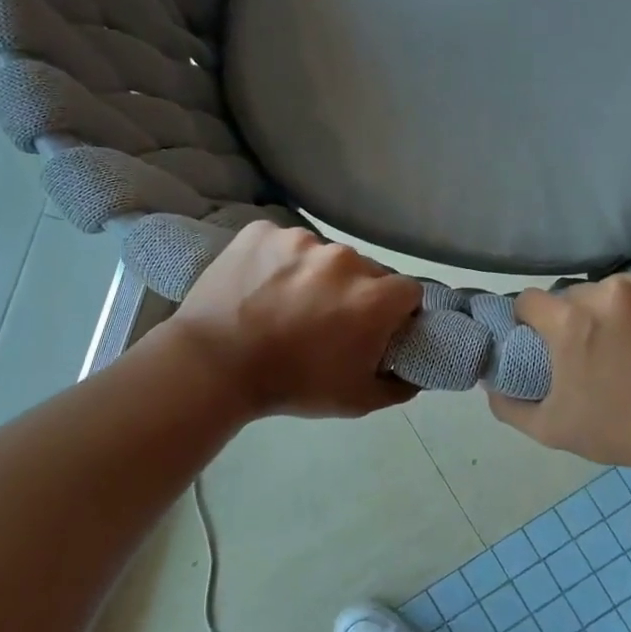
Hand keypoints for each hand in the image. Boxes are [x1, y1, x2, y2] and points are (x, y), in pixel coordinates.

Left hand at [170, 223, 422, 418]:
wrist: (213, 366)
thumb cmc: (292, 385)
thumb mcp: (356, 400)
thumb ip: (399, 386)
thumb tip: (417, 372)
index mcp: (374, 297)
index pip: (408, 291)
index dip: (397, 311)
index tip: (377, 328)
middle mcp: (345, 259)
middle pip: (367, 270)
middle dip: (356, 292)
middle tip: (327, 320)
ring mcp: (301, 240)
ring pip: (324, 255)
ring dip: (316, 275)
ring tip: (286, 303)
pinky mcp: (263, 231)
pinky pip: (283, 242)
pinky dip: (278, 260)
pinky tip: (261, 286)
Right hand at [488, 275, 630, 474]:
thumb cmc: (625, 433)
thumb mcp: (553, 430)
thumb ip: (509, 404)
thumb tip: (490, 383)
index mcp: (572, 321)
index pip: (532, 301)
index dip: (534, 322)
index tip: (549, 342)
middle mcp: (612, 292)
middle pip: (584, 295)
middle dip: (587, 319)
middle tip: (608, 354)